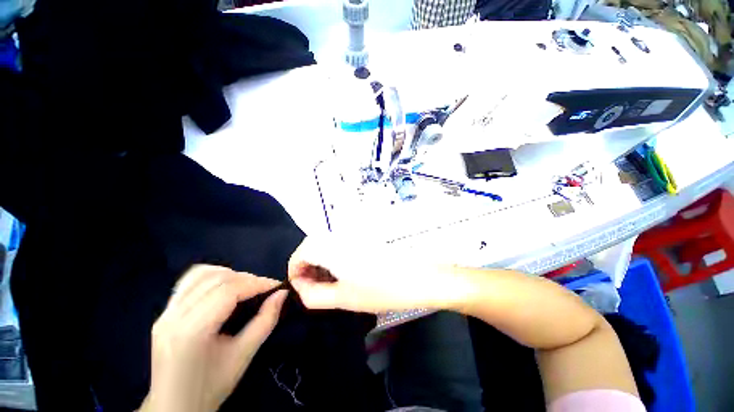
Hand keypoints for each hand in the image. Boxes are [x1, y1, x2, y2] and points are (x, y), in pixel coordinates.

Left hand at [140, 265, 287, 411]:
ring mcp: (165, 314)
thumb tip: (282, 294)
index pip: (228, 291)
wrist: (173, 407)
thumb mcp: (243, 356)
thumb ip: (265, 321)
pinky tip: (224, 287)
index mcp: (191, 332)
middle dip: (246, 278)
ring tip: (246, 286)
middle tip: (264, 288)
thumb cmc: (210, 388)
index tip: (277, 286)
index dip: (256, 283)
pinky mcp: (164, 314)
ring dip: (230, 274)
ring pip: (200, 275)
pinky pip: (188, 282)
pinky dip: (212, 277)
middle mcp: (173, 317)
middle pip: (215, 279)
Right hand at [287, 236, 471, 313]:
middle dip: (306, 265)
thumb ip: (315, 295)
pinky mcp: (363, 240)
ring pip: (326, 245)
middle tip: (311, 287)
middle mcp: (341, 236)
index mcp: (334, 248)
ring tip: (325, 283)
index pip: (302, 251)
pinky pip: (339, 246)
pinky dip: (332, 259)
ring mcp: (354, 236)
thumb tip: (301, 287)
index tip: (299, 287)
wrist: (419, 278)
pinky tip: (340, 274)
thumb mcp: (344, 298)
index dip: (295, 269)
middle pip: (312, 245)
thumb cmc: (382, 290)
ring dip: (319, 262)